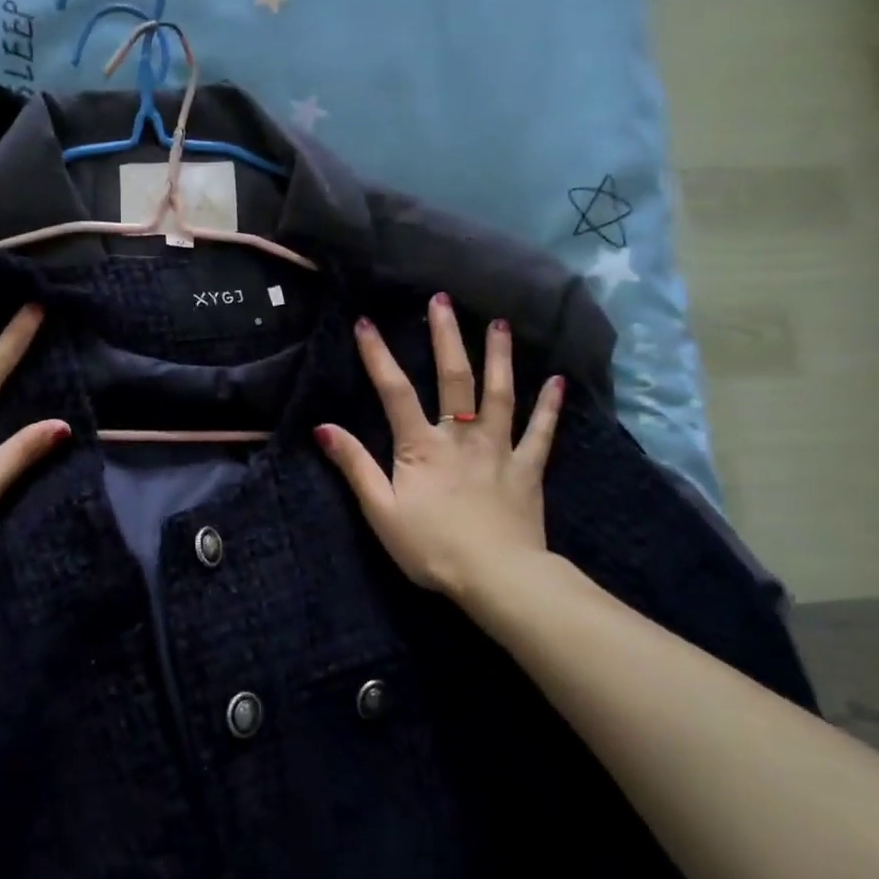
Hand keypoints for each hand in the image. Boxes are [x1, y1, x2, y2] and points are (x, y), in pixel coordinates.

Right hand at [315, 296, 562, 599]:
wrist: (495, 577)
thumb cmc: (430, 546)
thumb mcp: (380, 510)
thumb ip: (354, 466)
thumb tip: (323, 427)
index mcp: (420, 446)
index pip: (394, 392)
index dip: (378, 356)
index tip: (366, 322)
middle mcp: (460, 436)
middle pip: (454, 378)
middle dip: (445, 337)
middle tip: (443, 300)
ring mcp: (499, 449)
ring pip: (500, 394)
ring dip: (499, 356)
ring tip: (498, 324)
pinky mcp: (528, 468)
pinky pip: (541, 432)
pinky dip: (549, 406)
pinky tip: (556, 380)